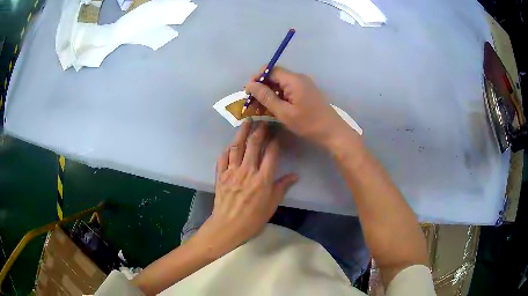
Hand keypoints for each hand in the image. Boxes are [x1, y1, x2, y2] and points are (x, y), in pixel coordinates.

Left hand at [195, 121, 297, 256]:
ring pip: (236, 147)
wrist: (228, 227)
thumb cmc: (253, 219)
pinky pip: (223, 158)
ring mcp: (231, 172)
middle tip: (263, 121)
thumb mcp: (272, 205)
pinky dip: (227, 149)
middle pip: (253, 145)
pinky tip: (231, 144)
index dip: (275, 141)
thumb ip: (282, 187)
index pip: (271, 153)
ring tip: (246, 122)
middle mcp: (247, 171)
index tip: (277, 133)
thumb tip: (295, 175)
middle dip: (259, 131)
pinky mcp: (220, 176)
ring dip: (242, 133)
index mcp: (262, 179)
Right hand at [245, 67, 356, 148]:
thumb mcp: (284, 112)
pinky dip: (279, 96)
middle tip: (252, 102)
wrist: (333, 132)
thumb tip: (250, 84)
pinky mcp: (306, 92)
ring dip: (269, 93)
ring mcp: (304, 85)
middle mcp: (299, 78)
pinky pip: (288, 90)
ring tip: (260, 107)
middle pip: (275, 76)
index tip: (248, 92)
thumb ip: (266, 97)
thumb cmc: (308, 123)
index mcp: (294, 79)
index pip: (270, 70)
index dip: (257, 78)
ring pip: (281, 84)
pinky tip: (273, 107)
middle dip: (262, 87)